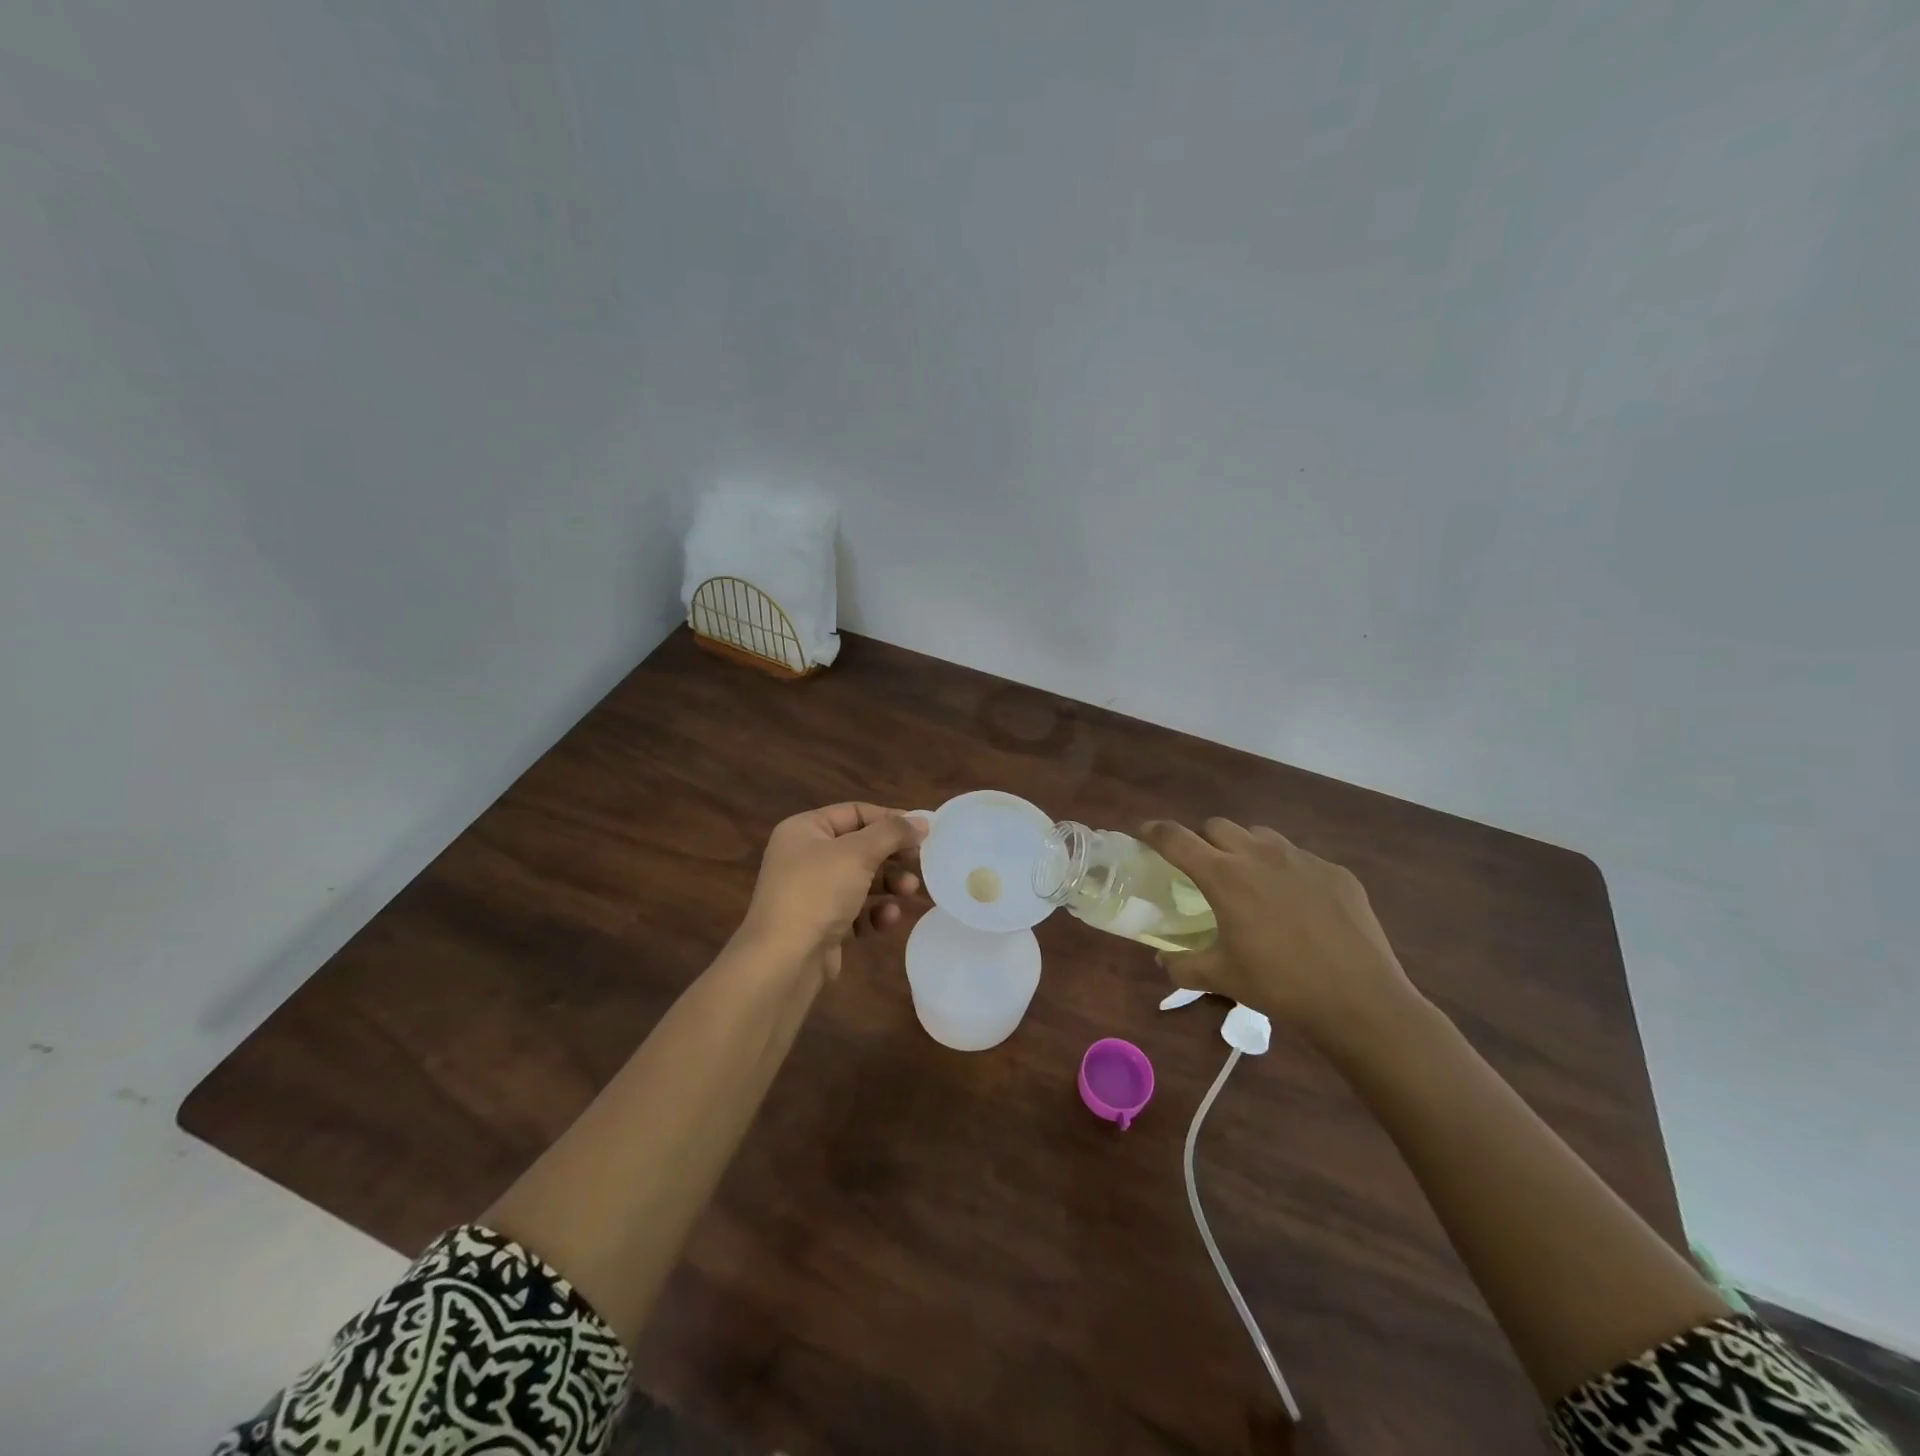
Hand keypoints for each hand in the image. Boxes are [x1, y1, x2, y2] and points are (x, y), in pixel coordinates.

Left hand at [739, 803, 928, 977]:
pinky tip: (887, 918)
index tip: (922, 831)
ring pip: (861, 880)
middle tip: (920, 862)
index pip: (854, 812)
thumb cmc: (818, 892)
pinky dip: (874, 912)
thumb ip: (892, 832)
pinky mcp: (821, 924)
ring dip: (889, 884)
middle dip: (892, 855)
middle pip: (860, 847)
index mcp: (804, 830)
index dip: (889, 819)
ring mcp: (812, 893)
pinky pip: (856, 910)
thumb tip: (921, 821)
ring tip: (910, 892)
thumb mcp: (858, 853)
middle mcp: (805, 857)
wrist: (784, 960)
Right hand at [1140, 818, 1419, 1045]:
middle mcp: (1259, 855)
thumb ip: (1183, 966)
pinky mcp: (1335, 871)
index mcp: (1224, 877)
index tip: (1144, 831)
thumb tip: (1163, 961)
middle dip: (1202, 839)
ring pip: (1260, 835)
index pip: (1176, 839)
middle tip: (1202, 866)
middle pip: (1217, 825)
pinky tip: (1297, 905)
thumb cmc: (1279, 986)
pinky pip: (1300, 858)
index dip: (1154, 831)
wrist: (1359, 1000)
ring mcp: (1301, 859)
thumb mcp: (1222, 978)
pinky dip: (1286, 871)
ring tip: (1250, 879)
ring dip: (1244, 848)